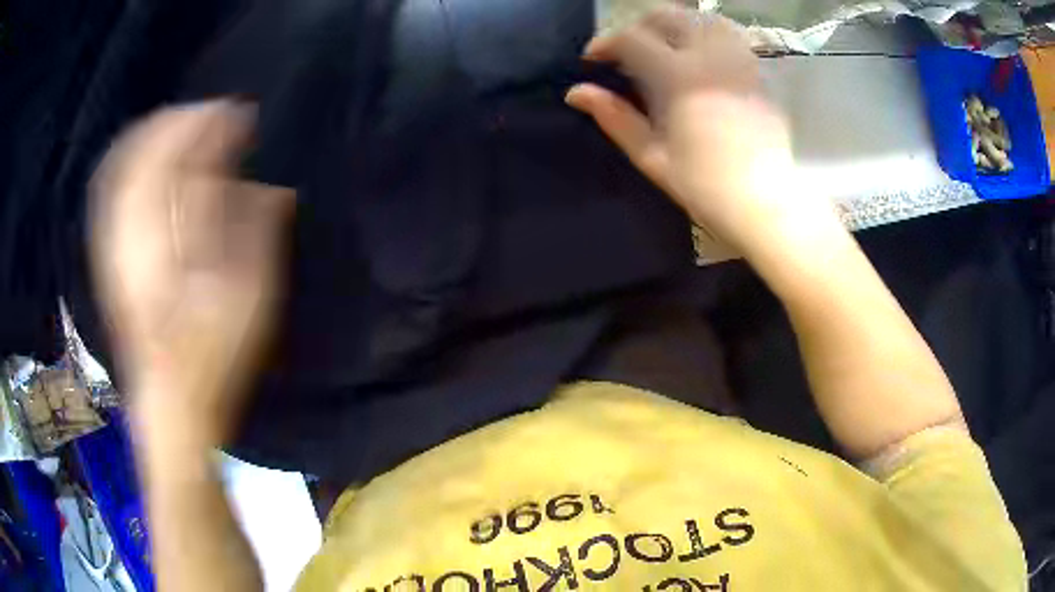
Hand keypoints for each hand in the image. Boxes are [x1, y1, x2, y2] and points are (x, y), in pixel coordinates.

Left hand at [91, 101, 294, 446]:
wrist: (170, 404)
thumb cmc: (213, 358)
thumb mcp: (247, 301)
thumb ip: (253, 234)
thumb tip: (267, 184)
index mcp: (166, 240)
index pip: (181, 159)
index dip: (210, 126)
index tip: (240, 113)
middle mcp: (131, 233)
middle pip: (142, 152)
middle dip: (178, 121)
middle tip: (213, 114)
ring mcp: (114, 244)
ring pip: (121, 166)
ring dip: (153, 135)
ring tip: (184, 126)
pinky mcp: (109, 256)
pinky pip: (110, 192)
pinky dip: (130, 162)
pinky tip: (149, 161)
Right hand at [566, 5, 839, 256]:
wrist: (764, 204)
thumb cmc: (704, 186)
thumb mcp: (651, 155)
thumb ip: (615, 117)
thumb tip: (576, 92)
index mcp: (679, 78)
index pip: (632, 39)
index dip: (606, 43)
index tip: (592, 59)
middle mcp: (709, 57)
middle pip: (667, 16)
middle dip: (638, 26)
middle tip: (626, 51)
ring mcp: (738, 60)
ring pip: (701, 18)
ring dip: (674, 24)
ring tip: (663, 45)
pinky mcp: (756, 72)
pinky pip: (730, 35)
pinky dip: (707, 33)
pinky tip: (699, 53)